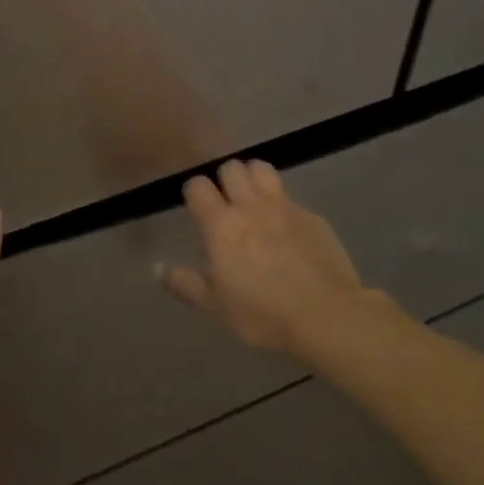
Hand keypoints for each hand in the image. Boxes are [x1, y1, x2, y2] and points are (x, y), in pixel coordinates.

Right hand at [160, 160, 408, 360]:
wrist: (327, 317)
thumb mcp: (216, 306)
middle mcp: (250, 206)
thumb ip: (185, 283)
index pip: (198, 186)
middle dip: (224, 179)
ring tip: (253, 201)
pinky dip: (282, 205)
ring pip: (262, 168)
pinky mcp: (313, 217)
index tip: (196, 209)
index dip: (194, 193)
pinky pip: (290, 197)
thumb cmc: (263, 314)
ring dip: (253, 177)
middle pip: (231, 167)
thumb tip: (156, 268)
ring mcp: (285, 207)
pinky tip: (286, 230)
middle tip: (226, 203)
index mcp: (221, 225)